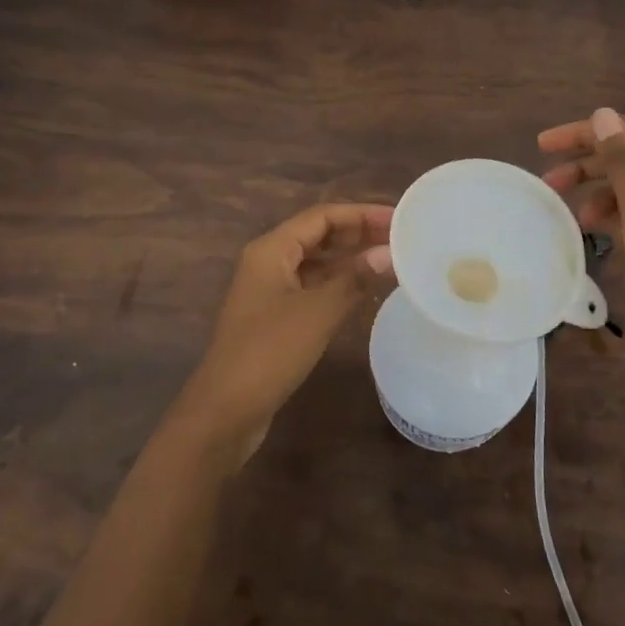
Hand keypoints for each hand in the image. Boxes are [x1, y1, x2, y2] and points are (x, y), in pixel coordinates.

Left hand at [168, 202, 392, 461]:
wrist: (225, 411)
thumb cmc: (269, 352)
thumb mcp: (317, 312)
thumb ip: (354, 279)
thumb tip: (389, 253)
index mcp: (271, 250)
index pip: (322, 216)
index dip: (361, 214)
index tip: (397, 219)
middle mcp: (268, 262)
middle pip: (318, 235)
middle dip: (357, 233)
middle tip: (399, 238)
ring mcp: (269, 291)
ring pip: (316, 262)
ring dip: (349, 259)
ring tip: (389, 260)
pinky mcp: (274, 317)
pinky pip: (312, 287)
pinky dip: (338, 284)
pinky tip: (364, 291)